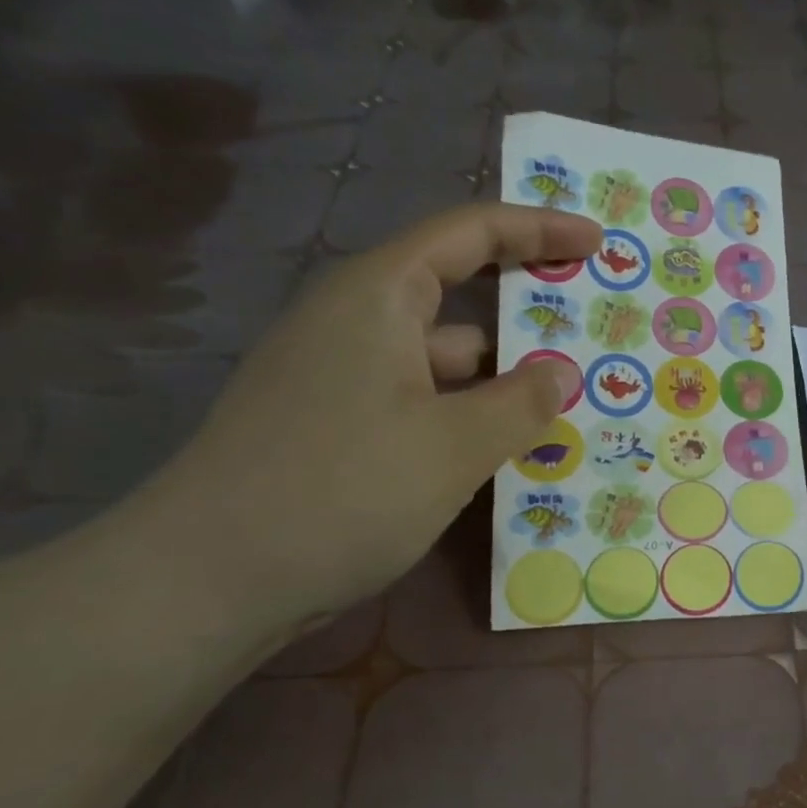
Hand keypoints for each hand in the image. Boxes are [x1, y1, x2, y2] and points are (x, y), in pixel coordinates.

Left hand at [143, 202, 596, 631]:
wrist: (209, 579)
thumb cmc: (343, 490)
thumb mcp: (455, 445)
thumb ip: (522, 402)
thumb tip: (563, 372)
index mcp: (379, 297)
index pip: (470, 233)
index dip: (538, 228)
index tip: (597, 242)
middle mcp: (357, 323)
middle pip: (458, 293)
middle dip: (529, 308)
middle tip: (597, 327)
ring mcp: (344, 378)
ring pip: (445, 360)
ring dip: (504, 376)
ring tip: (574, 402)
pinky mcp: (339, 427)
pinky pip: (424, 402)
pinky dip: (471, 415)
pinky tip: (512, 450)